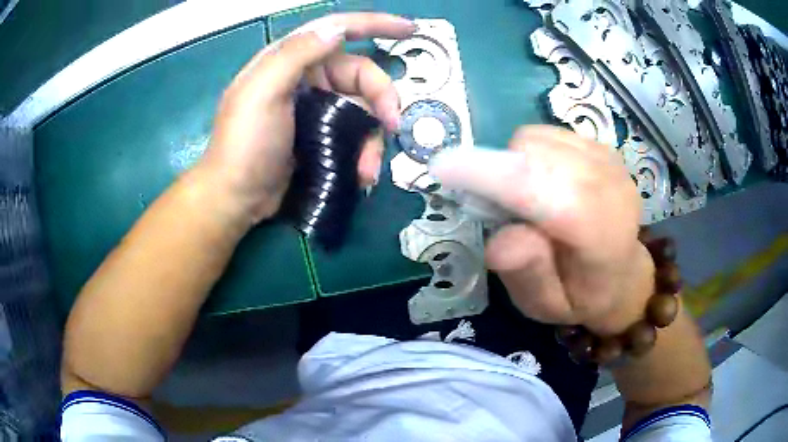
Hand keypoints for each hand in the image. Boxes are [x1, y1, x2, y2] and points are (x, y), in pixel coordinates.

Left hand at [200, 13, 416, 222]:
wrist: (237, 198)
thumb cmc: (244, 144)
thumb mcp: (262, 92)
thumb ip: (296, 54)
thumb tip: (337, 28)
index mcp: (290, 59)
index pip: (337, 29)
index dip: (375, 24)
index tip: (409, 30)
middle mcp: (307, 78)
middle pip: (360, 74)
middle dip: (382, 98)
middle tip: (393, 125)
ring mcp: (316, 108)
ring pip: (363, 107)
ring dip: (373, 135)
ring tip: (369, 167)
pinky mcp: (322, 135)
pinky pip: (355, 133)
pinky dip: (363, 151)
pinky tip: (362, 172)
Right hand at [430, 126, 654, 335]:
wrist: (622, 273)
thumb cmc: (581, 295)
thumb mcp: (547, 307)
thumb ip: (528, 275)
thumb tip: (501, 239)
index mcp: (604, 237)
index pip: (550, 193)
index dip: (494, 176)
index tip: (442, 168)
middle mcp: (612, 187)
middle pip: (535, 154)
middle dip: (498, 172)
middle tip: (495, 211)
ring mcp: (608, 159)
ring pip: (536, 138)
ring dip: (513, 164)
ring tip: (524, 201)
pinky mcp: (600, 145)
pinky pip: (546, 133)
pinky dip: (528, 154)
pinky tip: (542, 183)